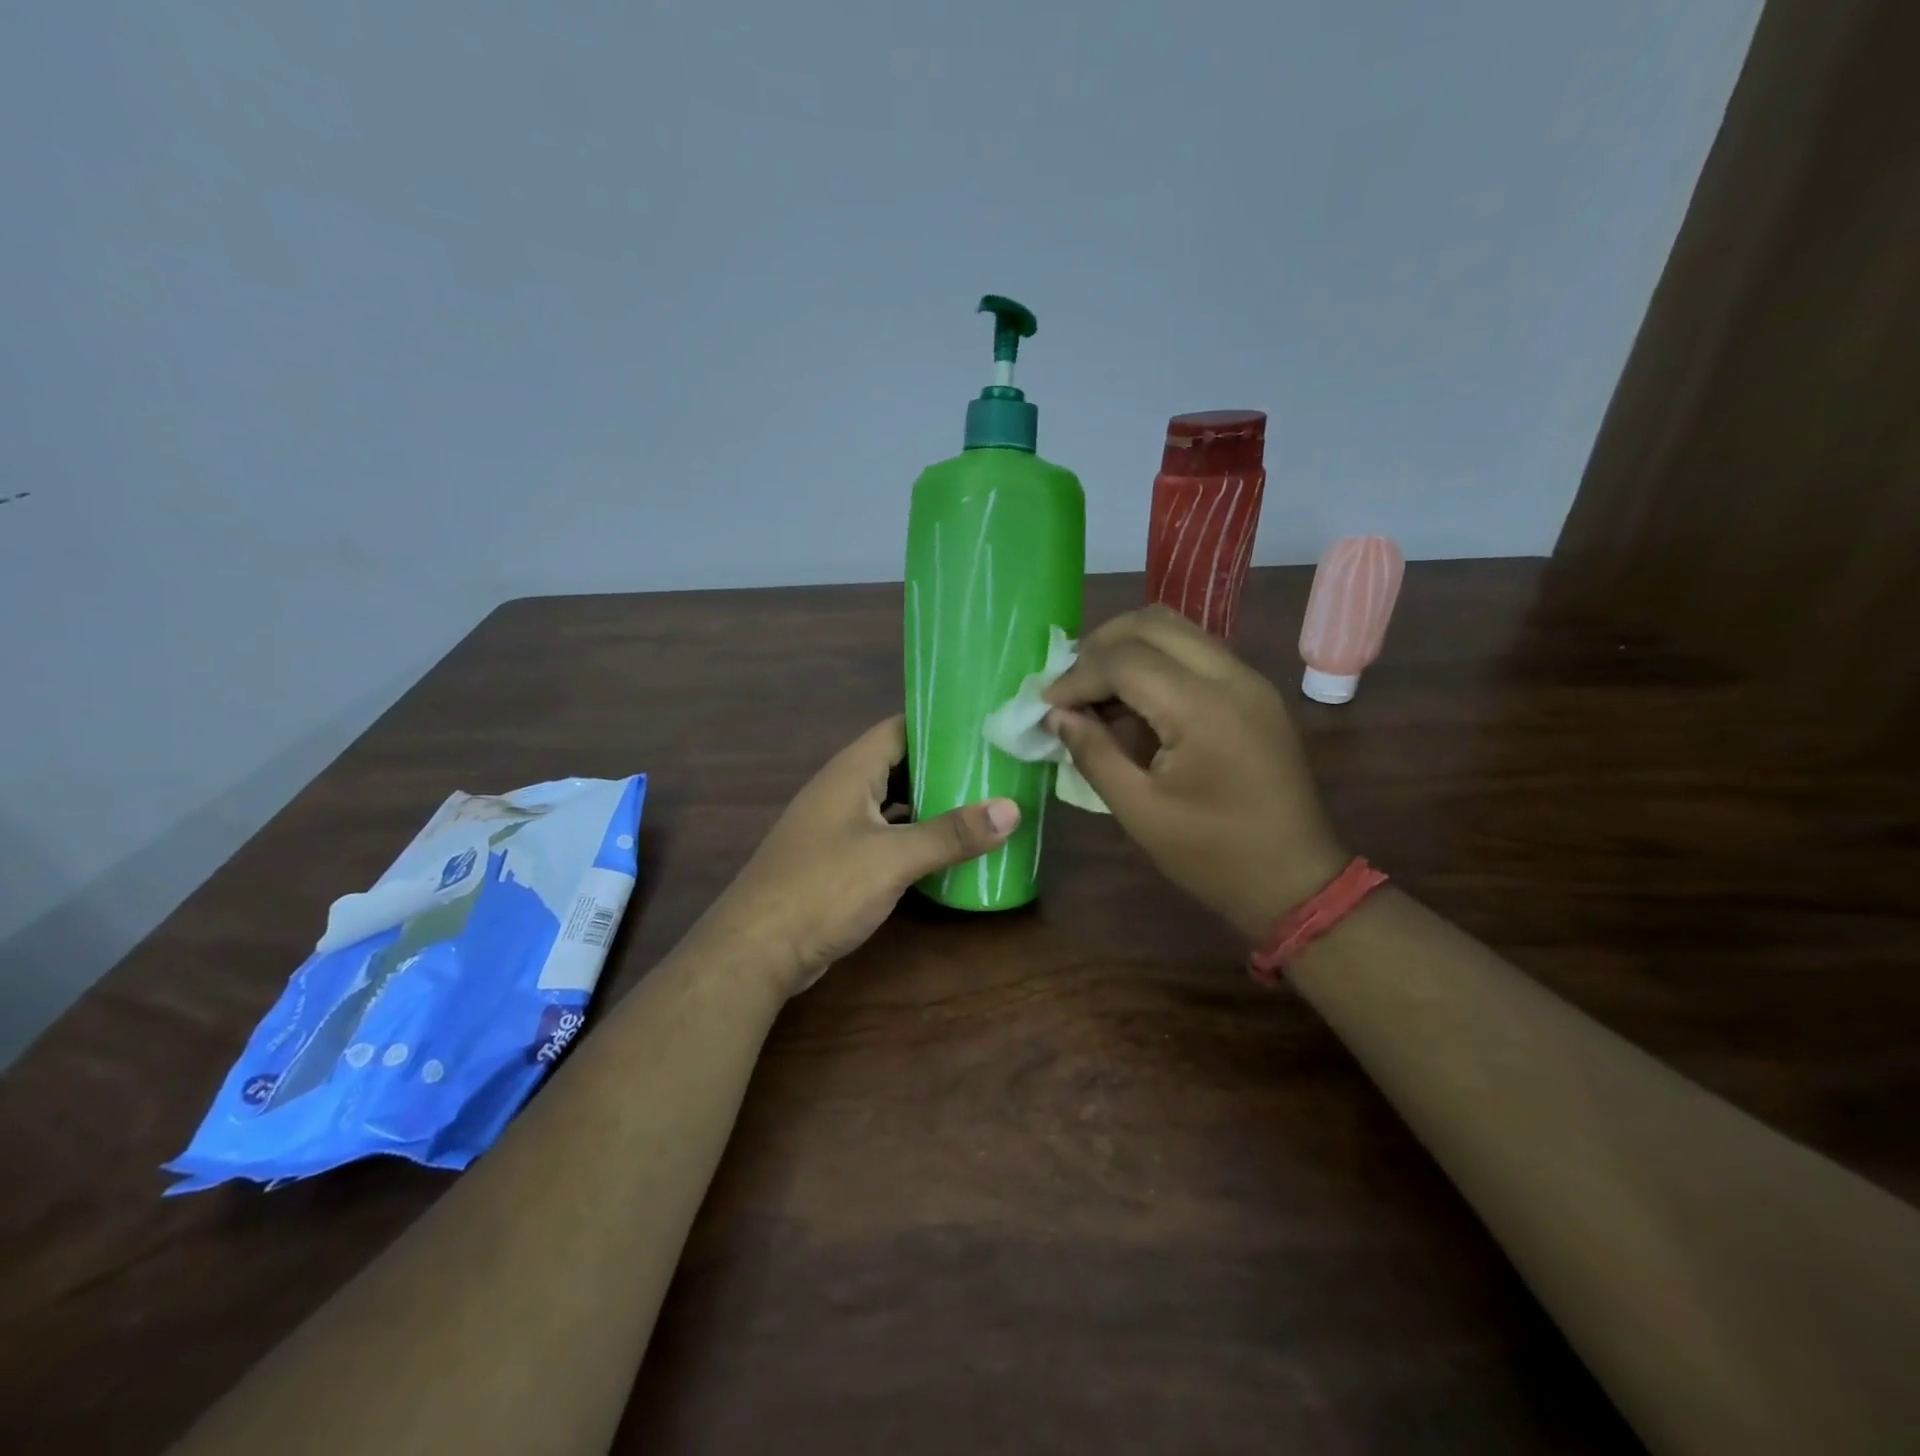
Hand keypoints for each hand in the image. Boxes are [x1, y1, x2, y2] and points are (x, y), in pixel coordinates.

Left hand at [701, 717, 1018, 996]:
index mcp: (851, 771)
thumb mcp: (893, 858)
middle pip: (899, 764)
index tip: (984, 726)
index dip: (939, 723)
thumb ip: (951, 833)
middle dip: (943, 765)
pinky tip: (944, 848)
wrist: (756, 949)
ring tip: (980, 803)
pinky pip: (884, 834)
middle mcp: (842, 790)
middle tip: (994, 768)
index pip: (899, 728)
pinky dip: (913, 835)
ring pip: (892, 802)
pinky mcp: (837, 860)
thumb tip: (1012, 809)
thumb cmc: (823, 888)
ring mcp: (837, 826)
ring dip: (929, 803)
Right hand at [1043, 606, 1346, 942]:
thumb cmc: (1214, 855)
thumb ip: (1094, 754)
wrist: (1297, 880)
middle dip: (1100, 646)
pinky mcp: (1255, 692)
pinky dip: (1157, 662)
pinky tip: (1134, 702)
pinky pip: (1197, 653)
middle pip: (1152, 624)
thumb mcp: (1141, 812)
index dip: (1077, 676)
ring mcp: (1250, 680)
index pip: (1125, 660)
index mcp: (1203, 709)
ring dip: (1128, 649)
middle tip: (1069, 687)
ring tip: (1095, 691)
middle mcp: (1232, 677)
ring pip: (1177, 630)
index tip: (1047, 705)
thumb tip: (1056, 715)